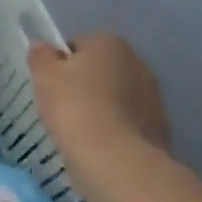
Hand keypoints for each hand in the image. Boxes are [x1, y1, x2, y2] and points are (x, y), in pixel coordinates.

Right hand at [28, 33, 170, 162]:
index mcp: (109, 43)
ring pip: (117, 95)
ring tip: (81, 129)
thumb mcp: (44, 76)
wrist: (116, 158)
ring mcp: (153, 96)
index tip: (50, 85)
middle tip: (63, 106)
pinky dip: (116, 128)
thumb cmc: (74, 107)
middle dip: (85, 83)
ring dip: (102, 106)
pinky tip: (100, 144)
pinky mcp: (160, 126)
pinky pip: (129, 121)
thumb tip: (43, 47)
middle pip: (101, 69)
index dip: (60, 64)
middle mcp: (137, 62)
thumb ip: (41, 56)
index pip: (77, 45)